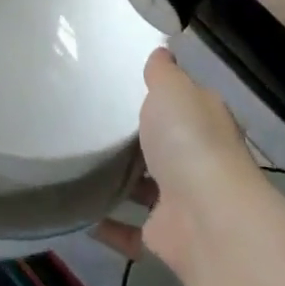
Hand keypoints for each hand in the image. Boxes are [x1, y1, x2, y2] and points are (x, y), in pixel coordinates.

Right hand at [96, 49, 252, 276]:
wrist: (207, 217)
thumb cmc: (190, 141)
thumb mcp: (173, 90)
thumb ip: (163, 73)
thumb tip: (162, 50)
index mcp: (205, 123)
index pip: (184, 105)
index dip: (161, 97)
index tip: (121, 87)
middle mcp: (198, 161)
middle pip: (164, 146)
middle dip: (135, 139)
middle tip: (88, 122)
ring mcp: (183, 201)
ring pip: (147, 188)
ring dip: (120, 182)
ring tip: (77, 164)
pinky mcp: (165, 236)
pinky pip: (130, 229)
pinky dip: (108, 225)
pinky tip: (79, 213)